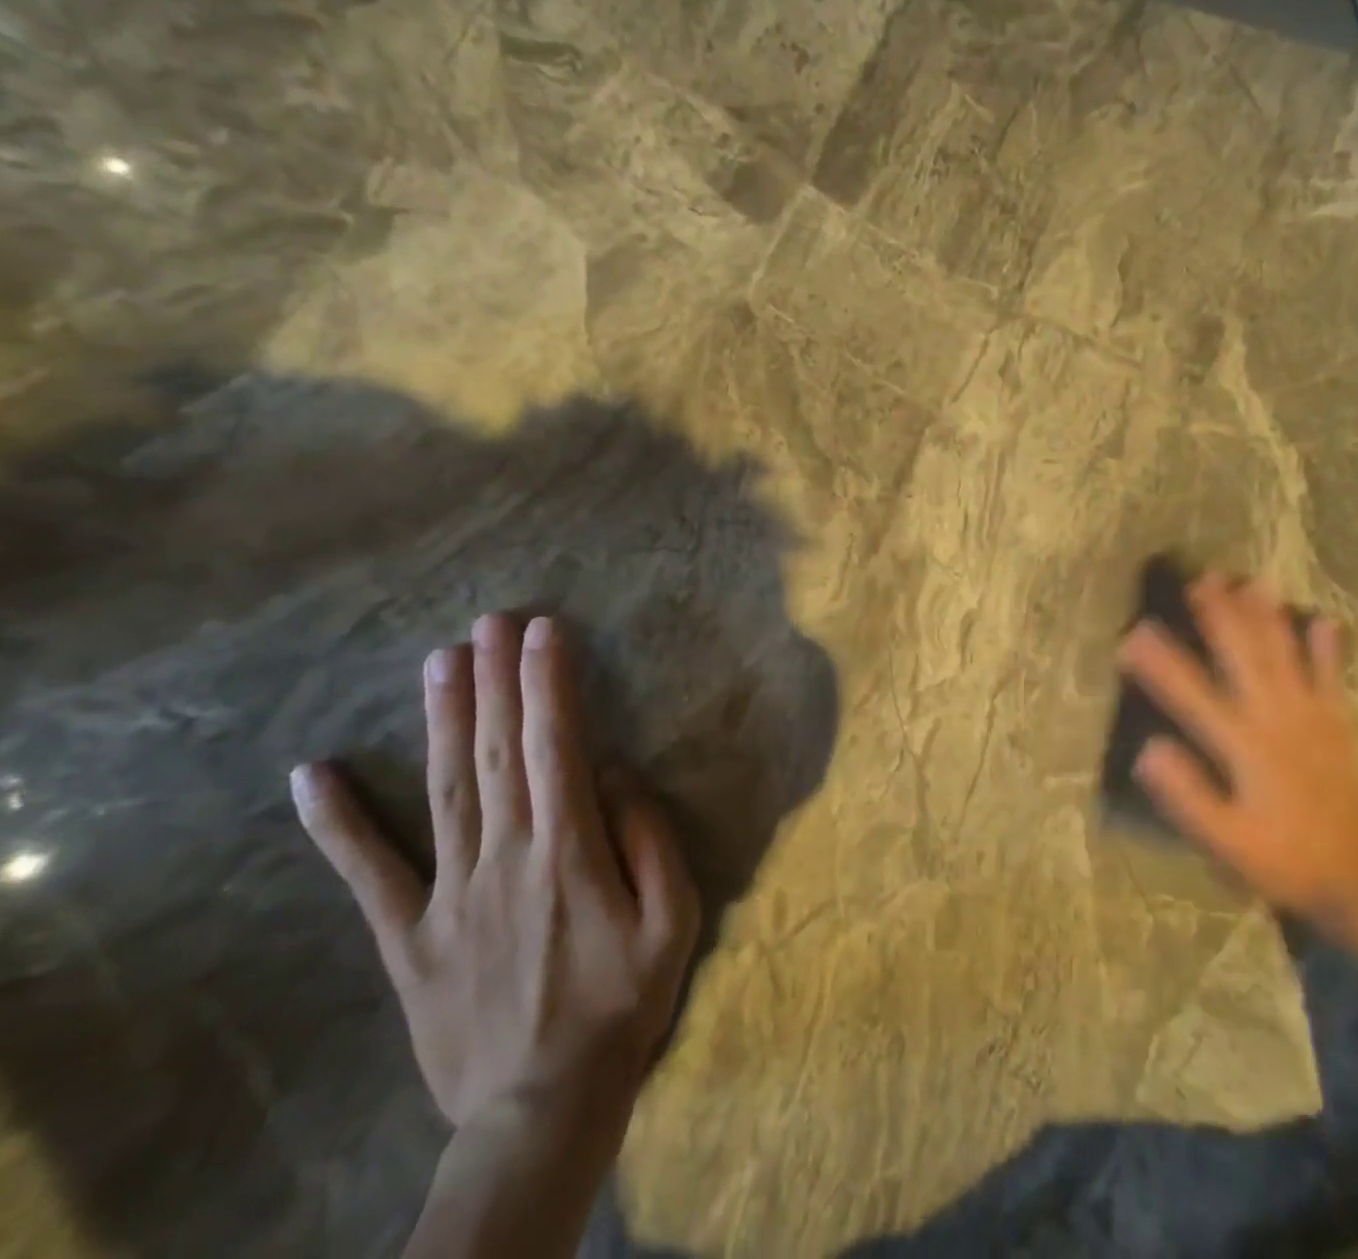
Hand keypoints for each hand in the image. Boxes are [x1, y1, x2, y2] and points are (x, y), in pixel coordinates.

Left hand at [291, 613, 699, 1142]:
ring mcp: (448, 894)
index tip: (545, 631)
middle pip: (496, 752)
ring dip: (441, 719)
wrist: (544, 1105)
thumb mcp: (675, 917)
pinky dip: (337, 824)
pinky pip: (368, 873)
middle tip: (491, 622)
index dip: (549, 683)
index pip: (557, 745)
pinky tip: (311, 775)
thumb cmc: (624, 1000)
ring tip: (440, 661)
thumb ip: (649, 837)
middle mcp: (504, 855)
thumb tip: (616, 771)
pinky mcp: (407, 936)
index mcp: (569, 849)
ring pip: (443, 789)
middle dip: (496, 679)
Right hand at [1117, 572, 1357, 922]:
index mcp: (1244, 747)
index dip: (1160, 663)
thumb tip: (1148, 749)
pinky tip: (1323, 620)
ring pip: (1287, 656)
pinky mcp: (1341, 725)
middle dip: (1220, 616)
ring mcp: (1314, 719)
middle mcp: (1278, 720)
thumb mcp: (1225, 842)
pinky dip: (1328, 648)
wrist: (1356, 883)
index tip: (1133, 634)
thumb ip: (1188, 796)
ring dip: (1267, 618)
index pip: (1192, 695)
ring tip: (1251, 582)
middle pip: (1244, 657)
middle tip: (1200, 579)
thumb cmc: (1279, 860)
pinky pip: (1334, 678)